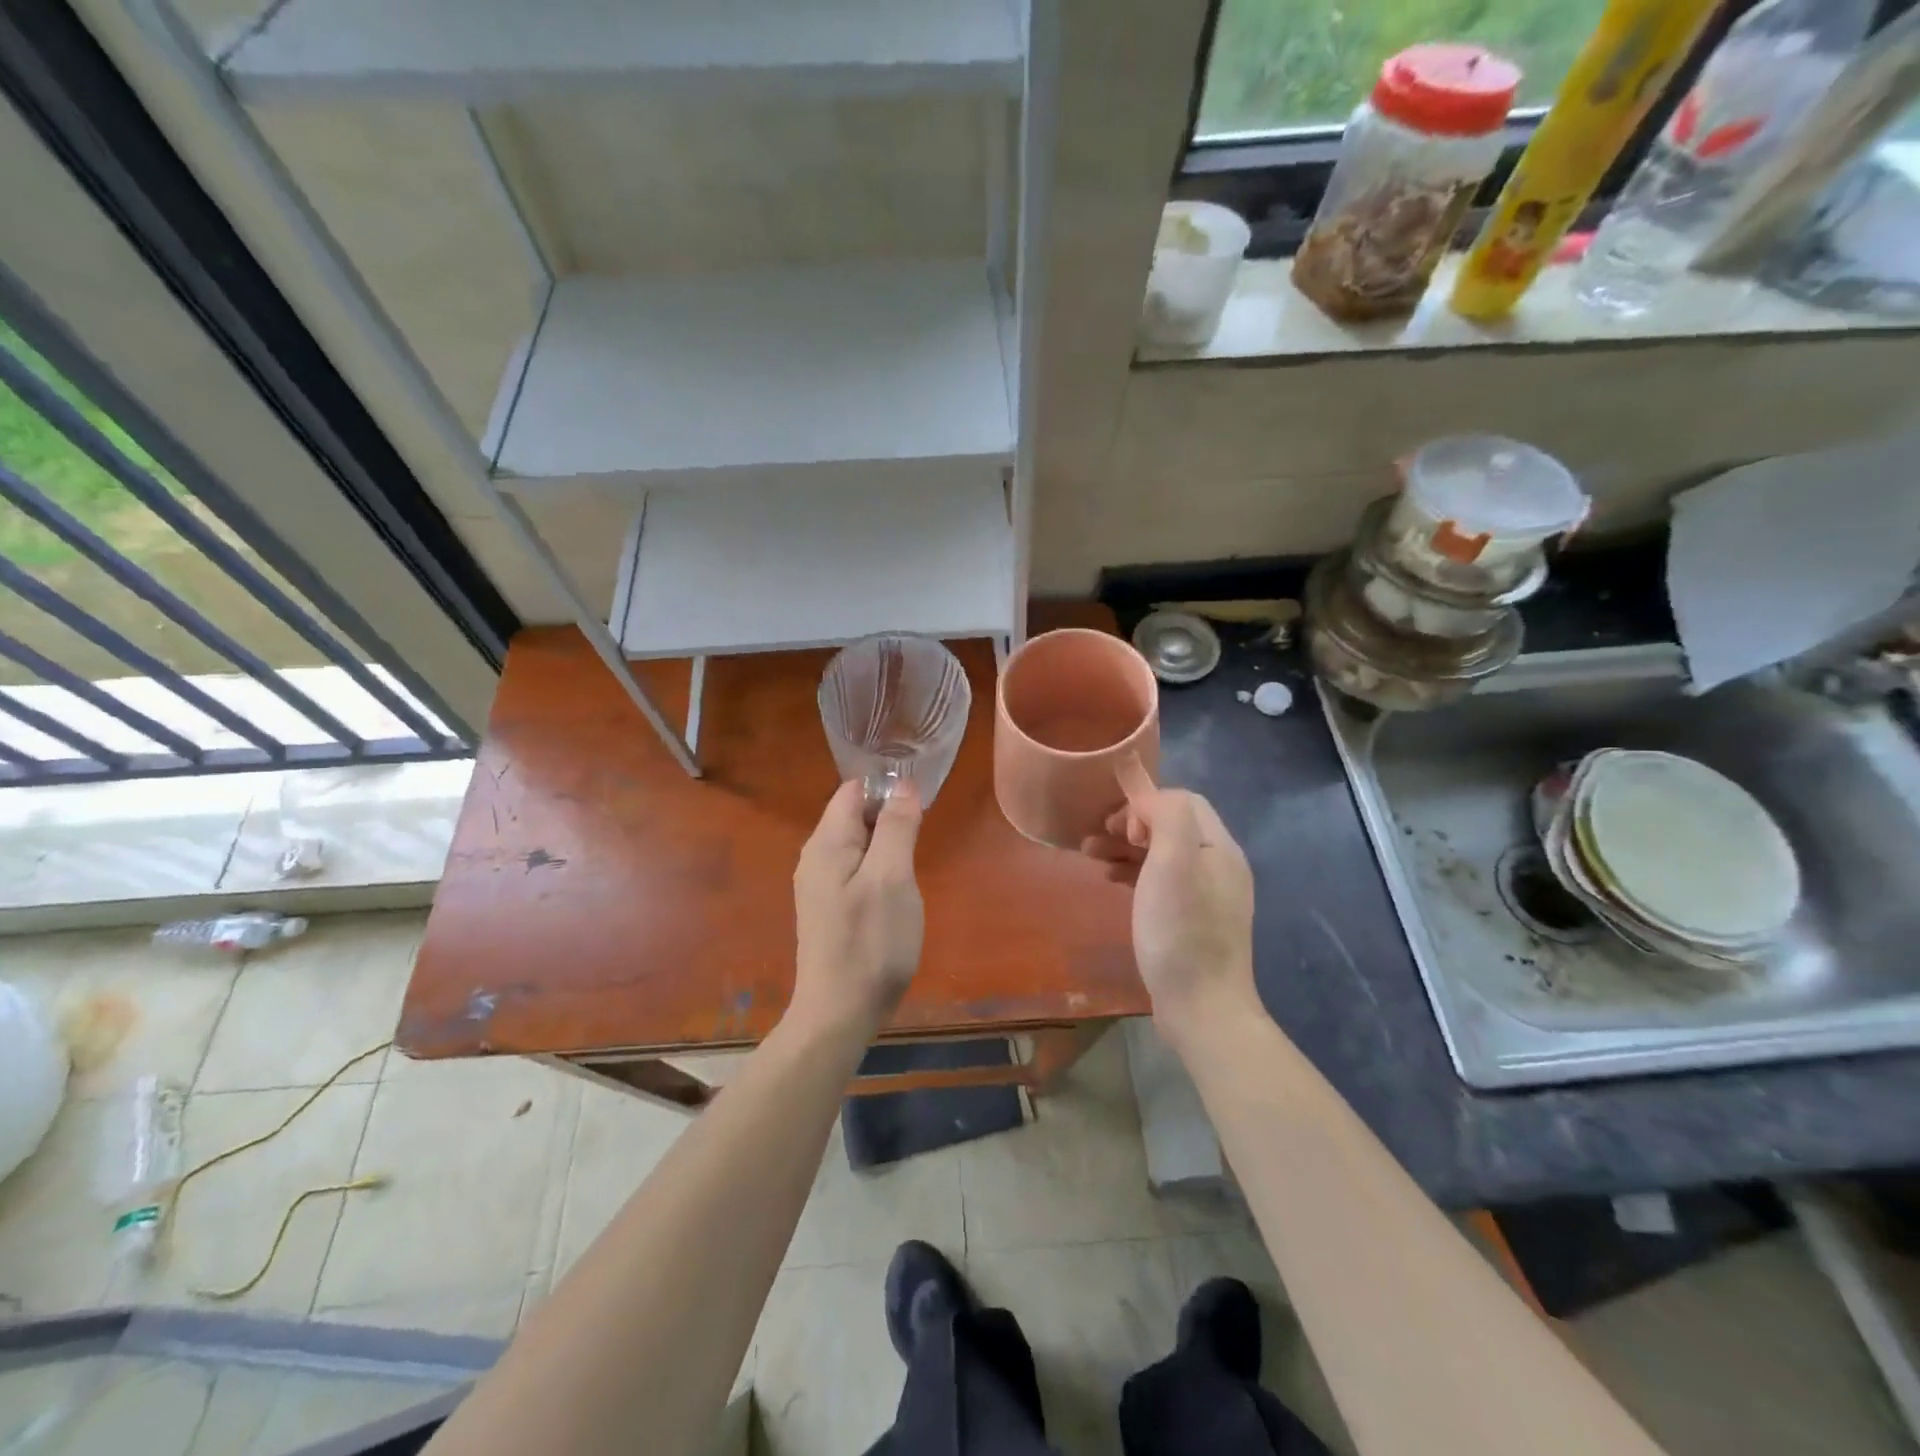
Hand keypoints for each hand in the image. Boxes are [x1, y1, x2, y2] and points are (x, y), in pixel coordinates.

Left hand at [790, 779, 924, 1035]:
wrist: (839, 1012)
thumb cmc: (871, 942)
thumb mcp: (892, 878)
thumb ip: (896, 827)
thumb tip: (903, 784)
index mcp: (826, 842)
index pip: (853, 790)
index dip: (886, 788)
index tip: (920, 805)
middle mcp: (815, 856)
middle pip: (854, 814)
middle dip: (889, 815)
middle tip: (922, 838)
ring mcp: (819, 884)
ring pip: (857, 843)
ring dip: (886, 843)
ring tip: (912, 864)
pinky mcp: (828, 907)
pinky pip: (855, 869)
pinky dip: (878, 868)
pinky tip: (895, 891)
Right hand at [1083, 788, 1257, 1047]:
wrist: (1203, 1009)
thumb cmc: (1181, 933)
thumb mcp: (1174, 864)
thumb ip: (1167, 817)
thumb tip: (1148, 802)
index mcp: (1219, 848)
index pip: (1183, 801)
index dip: (1145, 803)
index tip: (1117, 829)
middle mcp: (1220, 866)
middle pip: (1173, 825)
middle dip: (1131, 824)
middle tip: (1096, 839)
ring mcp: (1209, 896)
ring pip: (1165, 854)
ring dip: (1128, 848)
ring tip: (1092, 857)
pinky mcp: (1195, 922)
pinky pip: (1163, 881)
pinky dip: (1136, 873)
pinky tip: (1113, 882)